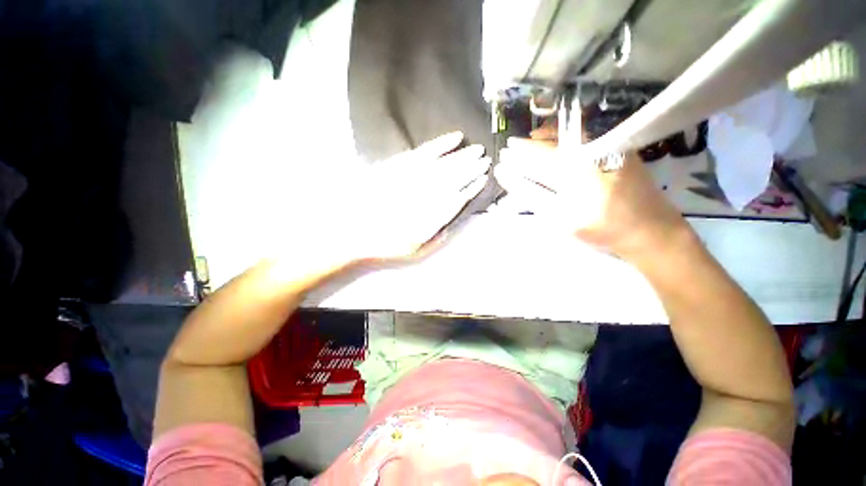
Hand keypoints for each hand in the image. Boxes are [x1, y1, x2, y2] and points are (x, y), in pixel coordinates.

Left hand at [298, 132, 489, 266]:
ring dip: (463, 157)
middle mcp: (426, 194)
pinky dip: (442, 144)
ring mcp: (413, 177)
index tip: (484, 180)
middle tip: (486, 160)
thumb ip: (437, 235)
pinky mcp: (400, 164)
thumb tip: (453, 220)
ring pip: (445, 164)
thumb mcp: (414, 249)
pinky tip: (455, 138)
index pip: (458, 197)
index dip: (472, 188)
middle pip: (454, 178)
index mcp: (430, 215)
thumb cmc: (384, 243)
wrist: (351, 228)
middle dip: (472, 169)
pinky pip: (425, 151)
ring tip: (478, 151)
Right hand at [493, 137, 687, 260]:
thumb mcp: (560, 218)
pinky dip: (566, 136)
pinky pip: (586, 135)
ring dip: (545, 138)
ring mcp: (609, 146)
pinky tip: (556, 140)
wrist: (650, 231)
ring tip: (528, 141)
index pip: (539, 158)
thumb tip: (507, 176)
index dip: (519, 157)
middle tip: (511, 147)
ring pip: (569, 135)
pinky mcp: (619, 147)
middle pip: (553, 143)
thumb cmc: (601, 229)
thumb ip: (532, 194)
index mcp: (577, 170)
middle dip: (528, 145)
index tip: (503, 158)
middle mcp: (593, 151)